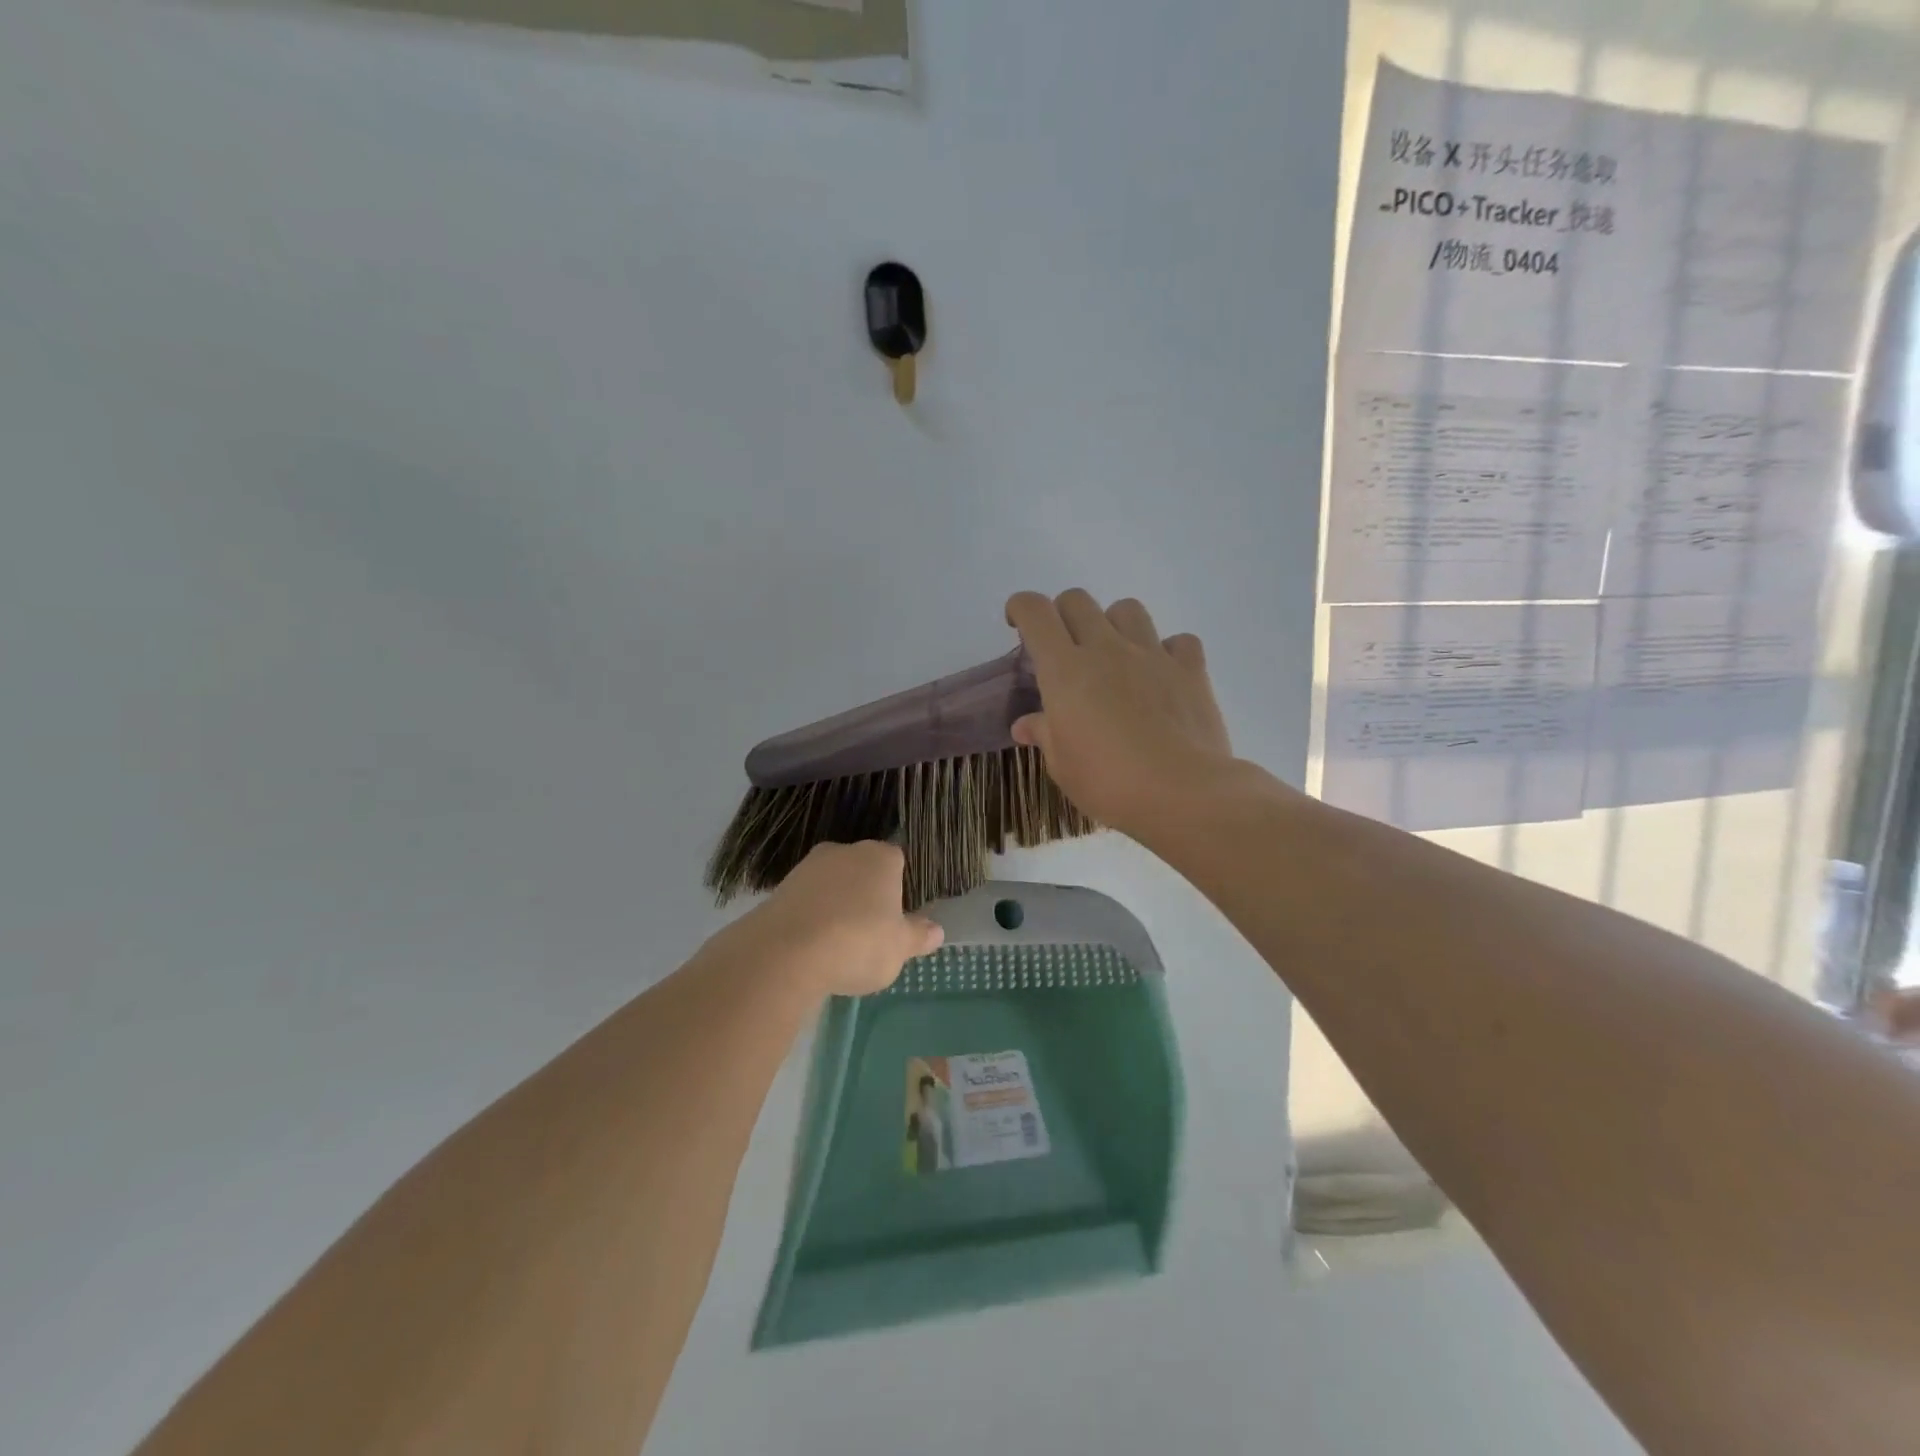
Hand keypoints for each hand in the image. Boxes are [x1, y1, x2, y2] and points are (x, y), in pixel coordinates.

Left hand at [733, 841, 943, 997]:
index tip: (897, 918)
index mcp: (881, 857)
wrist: (785, 952)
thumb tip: (936, 930)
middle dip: (867, 896)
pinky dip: (811, 918)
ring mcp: (808, 866)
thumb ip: (918, 936)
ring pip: (833, 885)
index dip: (899, 889)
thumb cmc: (858, 943)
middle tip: (870, 934)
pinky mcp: (780, 888)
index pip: (898, 862)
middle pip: (863, 871)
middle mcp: (845, 851)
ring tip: (838, 946)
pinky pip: (806, 901)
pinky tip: (812, 947)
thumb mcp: (899, 948)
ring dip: (836, 907)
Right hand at [1005, 589, 1233, 836]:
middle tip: (1064, 648)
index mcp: (1065, 669)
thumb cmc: (1108, 783)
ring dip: (1114, 624)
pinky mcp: (1190, 669)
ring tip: (1115, 656)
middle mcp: (1106, 649)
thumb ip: (1044, 734)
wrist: (1182, 793)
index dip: (1021, 608)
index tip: (1018, 626)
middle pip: (1078, 601)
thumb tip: (1025, 725)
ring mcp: (1152, 654)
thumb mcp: (1062, 765)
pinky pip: (1178, 641)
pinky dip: (1168, 651)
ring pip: (1127, 609)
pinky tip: (1163, 675)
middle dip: (1063, 614)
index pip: (1035, 612)